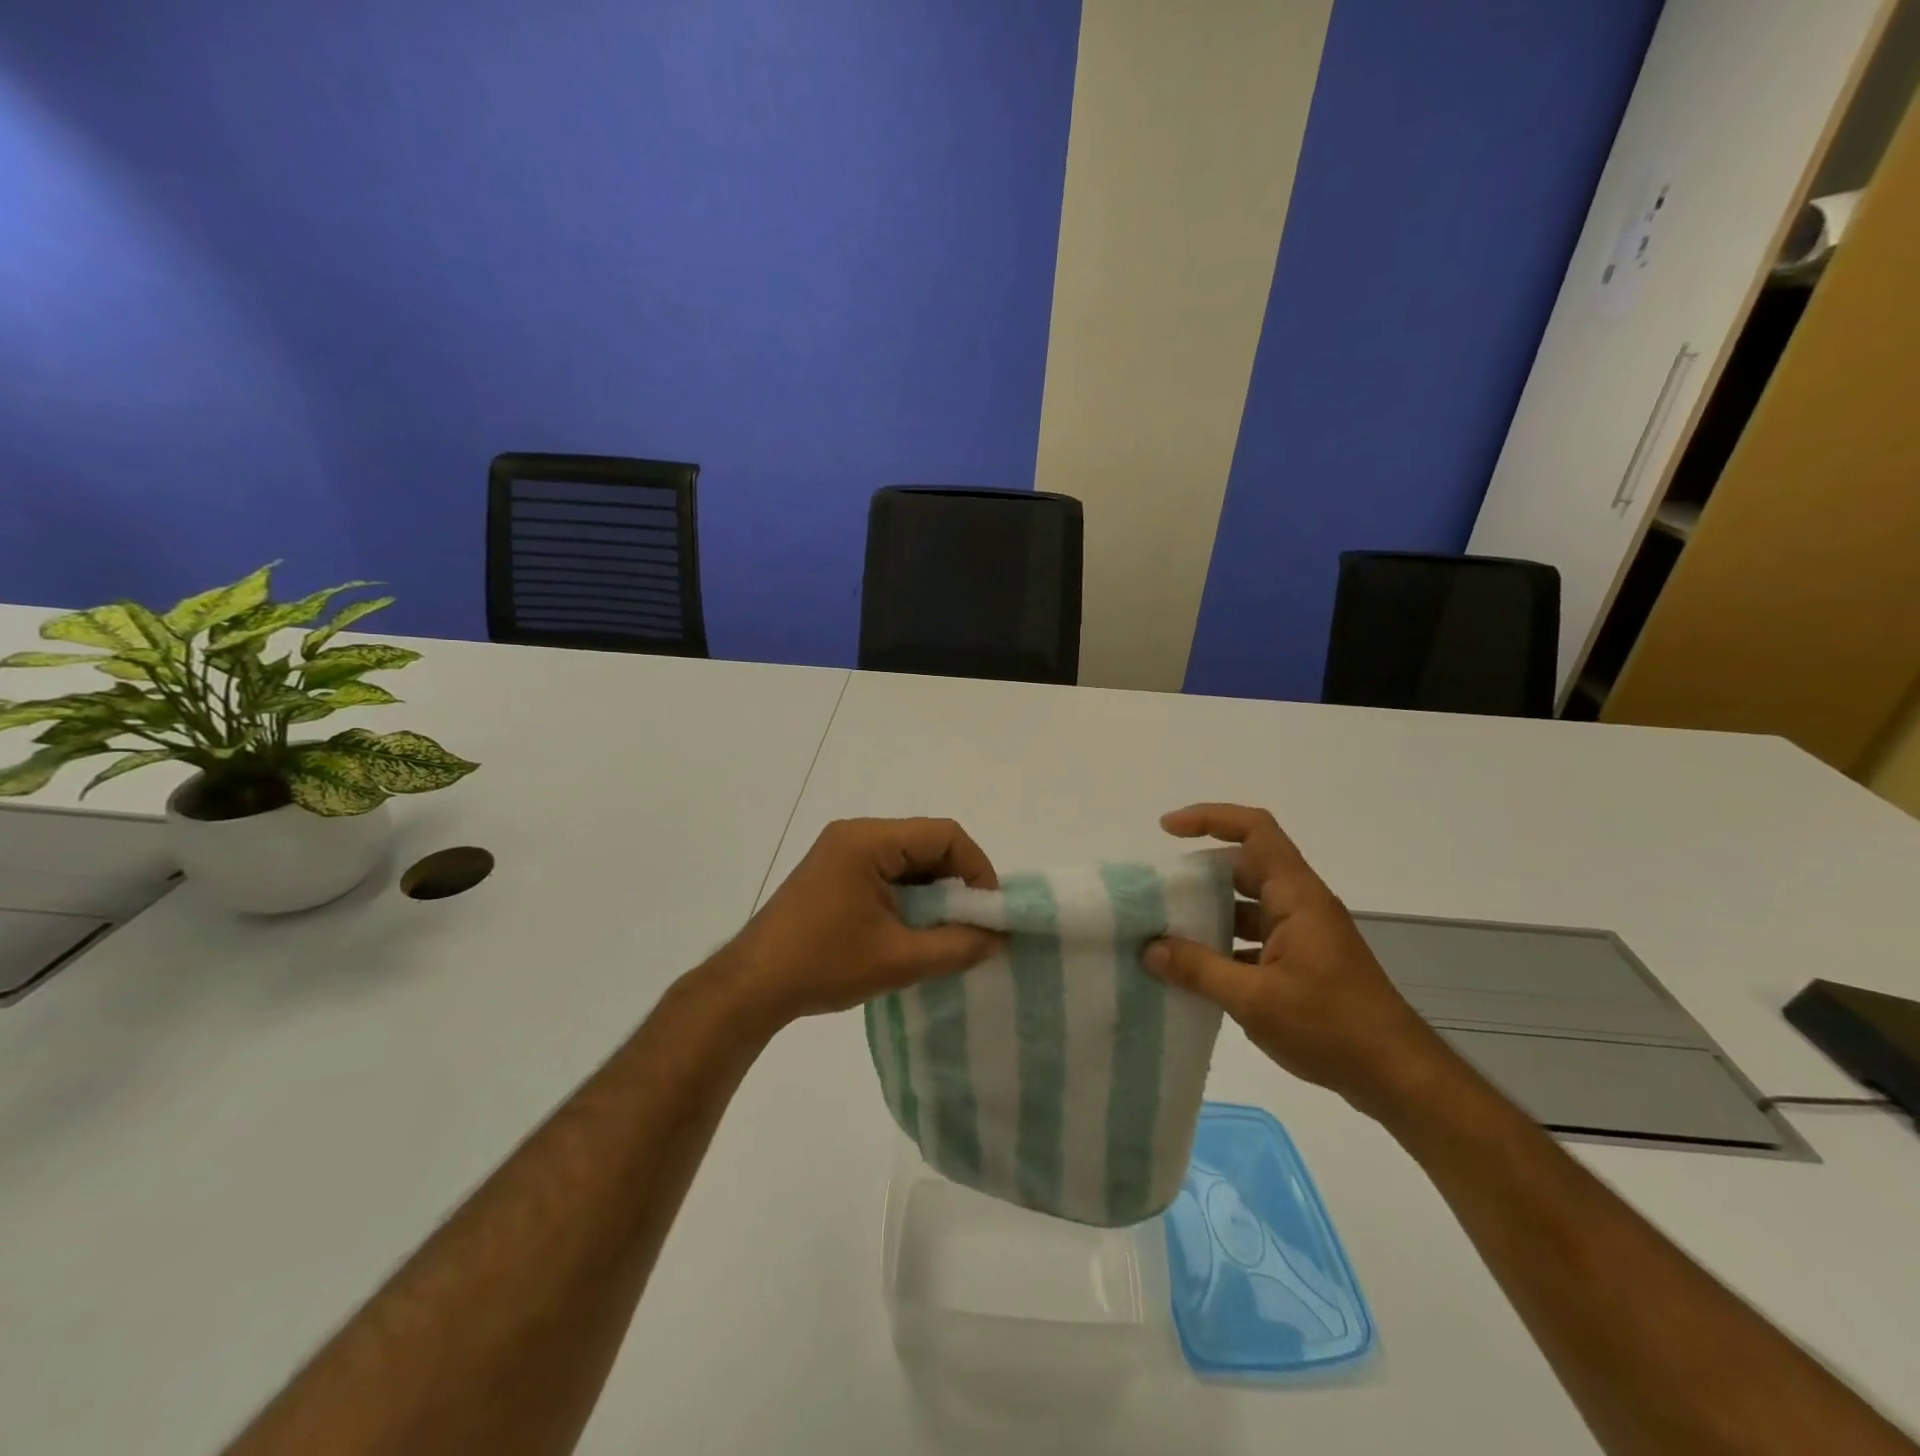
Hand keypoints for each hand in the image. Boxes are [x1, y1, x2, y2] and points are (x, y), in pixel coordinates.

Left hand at [713, 818, 1002, 1032]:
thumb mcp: (899, 960)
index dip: (976, 868)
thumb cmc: (824, 965)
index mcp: (869, 840)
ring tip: (946, 931)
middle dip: (956, 881)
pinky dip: (909, 894)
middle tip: (972, 923)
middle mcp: (855, 834)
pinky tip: (913, 928)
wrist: (751, 986)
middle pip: (926, 842)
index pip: (944, 834)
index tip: (988, 911)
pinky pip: (886, 870)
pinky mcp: (833, 872)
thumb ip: (957, 945)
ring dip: (933, 890)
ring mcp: (840, 851)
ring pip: (907, 858)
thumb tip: (998, 937)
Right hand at [1143, 804, 1462, 1120]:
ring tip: (1166, 934)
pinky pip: (1254, 938)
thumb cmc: (1332, 1027)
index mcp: (1295, 897)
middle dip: (1198, 874)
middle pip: (1244, 867)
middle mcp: (1299, 905)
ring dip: (1209, 914)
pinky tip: (1196, 973)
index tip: (1167, 830)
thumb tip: (1148, 948)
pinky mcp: (1302, 963)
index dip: (1210, 818)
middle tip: (1158, 894)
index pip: (1255, 831)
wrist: (1398, 1077)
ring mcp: (1302, 935)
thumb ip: (1198, 969)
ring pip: (1247, 906)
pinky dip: (1224, 946)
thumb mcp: (1255, 999)